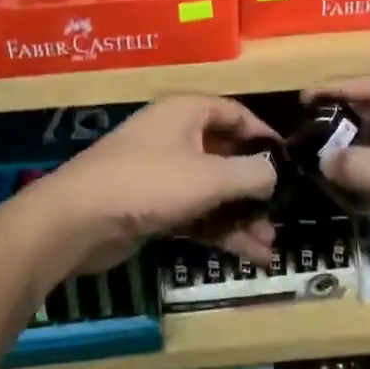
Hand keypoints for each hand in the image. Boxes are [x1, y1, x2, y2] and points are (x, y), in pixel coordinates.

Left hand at [30, 96, 281, 277]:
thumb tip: (275, 174)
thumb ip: (252, 173)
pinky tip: (249, 256)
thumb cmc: (149, 183)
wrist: (78, 221)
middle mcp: (176, 137)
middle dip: (256, 189)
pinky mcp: (153, 207)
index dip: (265, 135)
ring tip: (270, 247)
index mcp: (187, 113)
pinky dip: (220, 231)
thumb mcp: (210, 176)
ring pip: (213, 192)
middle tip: (282, 213)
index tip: (291, 162)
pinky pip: (196, 214)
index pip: (236, 114)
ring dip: (242, 217)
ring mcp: (163, 174)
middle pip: (227, 157)